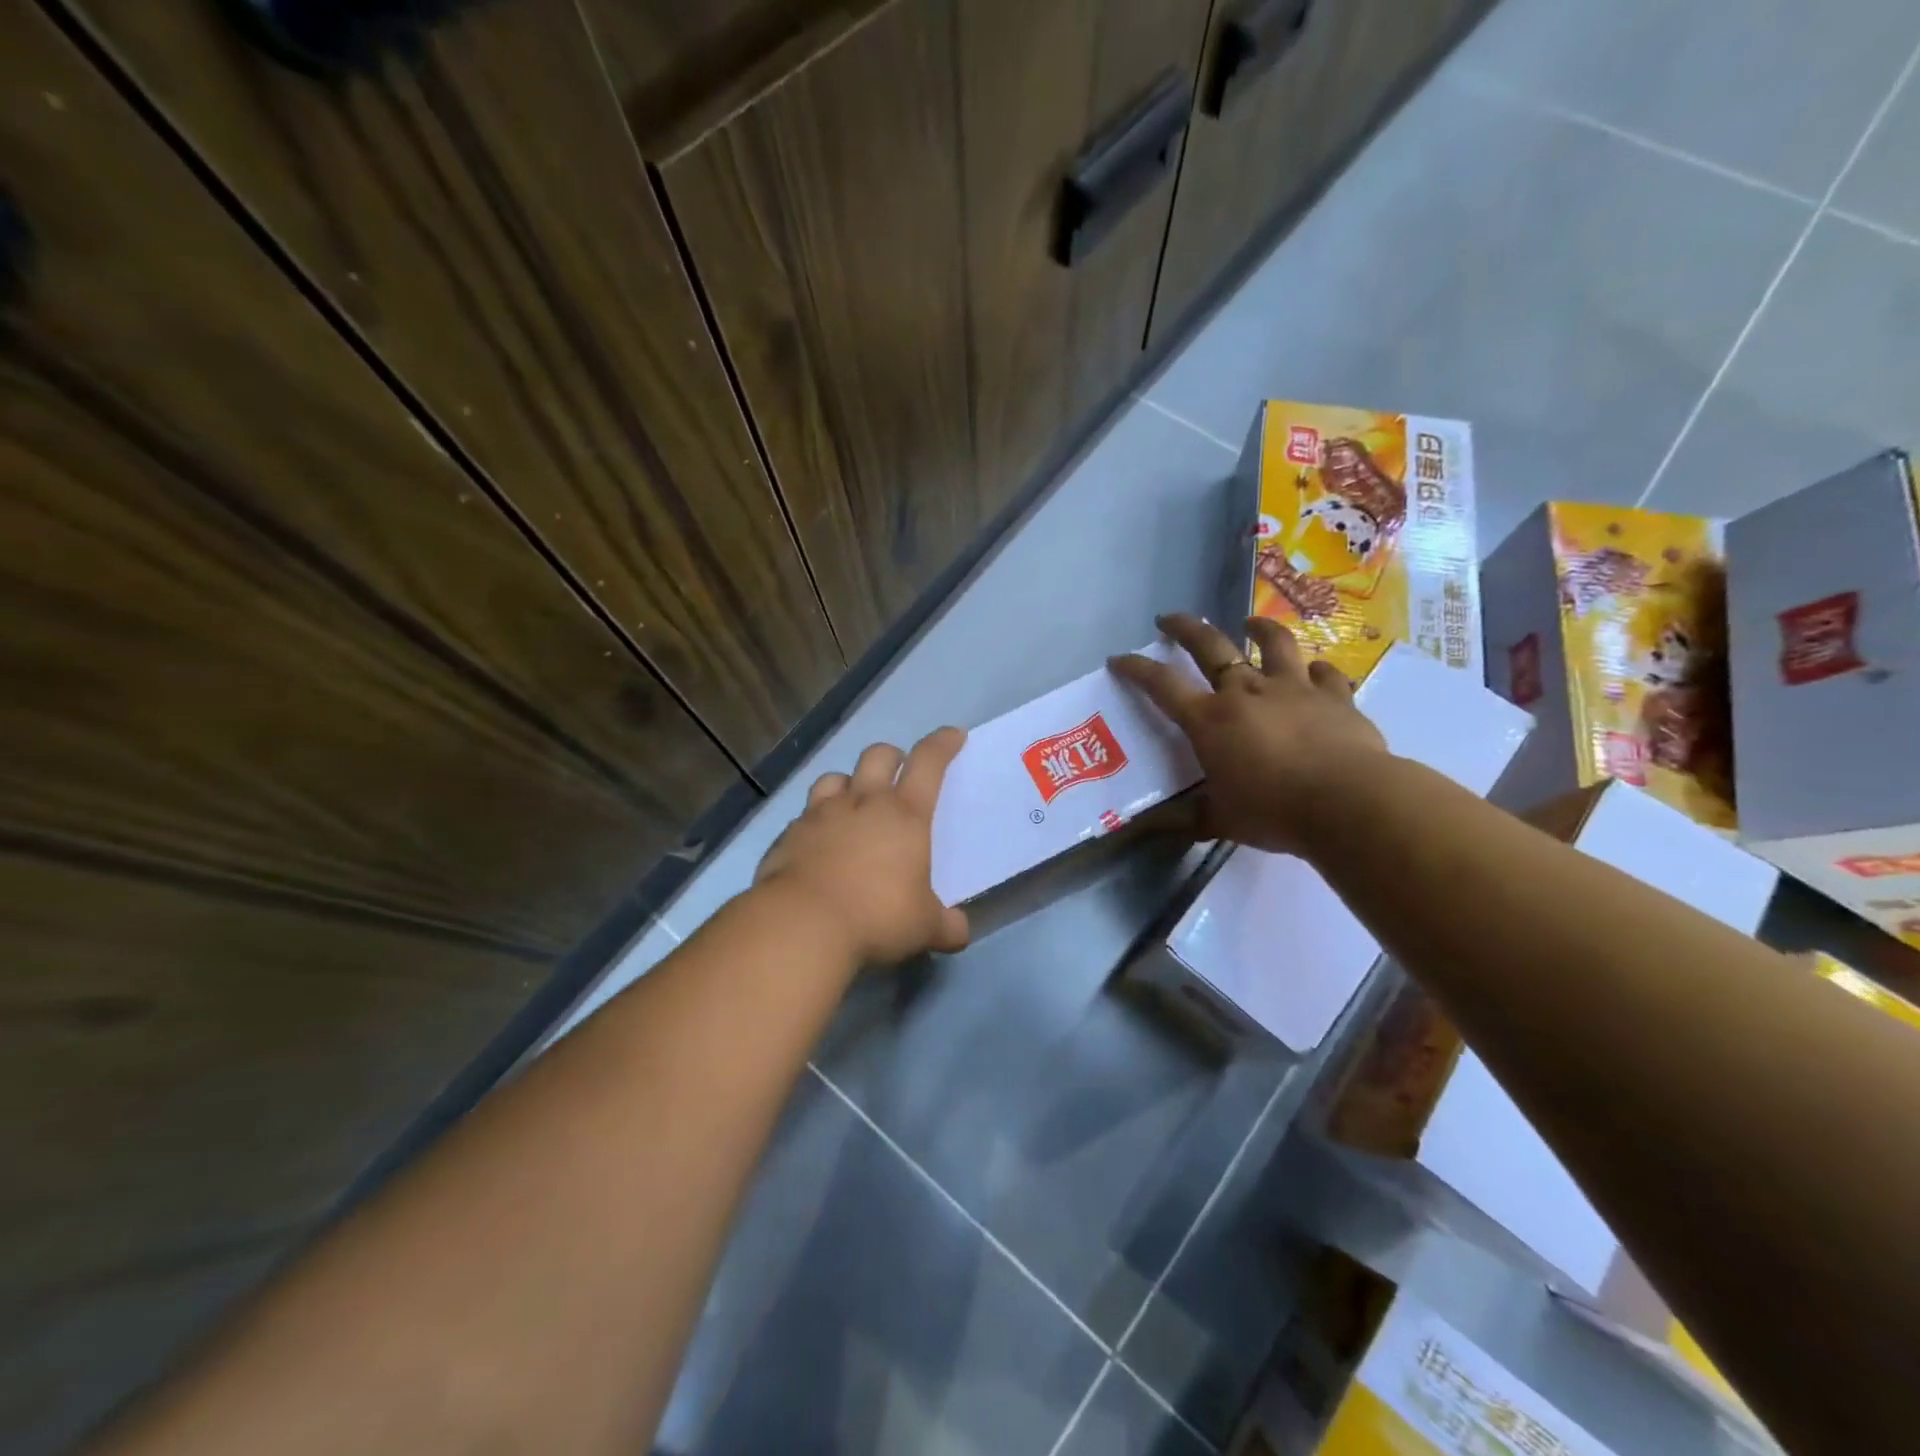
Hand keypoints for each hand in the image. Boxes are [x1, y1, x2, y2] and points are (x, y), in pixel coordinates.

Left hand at [754, 726, 970, 964]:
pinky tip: (818, 844)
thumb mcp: (923, 928)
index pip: (928, 762)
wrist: (801, 925)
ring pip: (835, 778)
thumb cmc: (877, 917)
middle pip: (877, 755)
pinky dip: (816, 822)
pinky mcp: (788, 834)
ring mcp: (820, 814)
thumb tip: (959, 933)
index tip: (953, 735)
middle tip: (898, 772)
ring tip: (852, 803)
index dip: (942, 744)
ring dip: (848, 784)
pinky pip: (805, 815)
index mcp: (904, 814)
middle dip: (892, 756)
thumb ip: (946, 926)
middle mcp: (863, 803)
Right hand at [1109, 613, 1389, 855]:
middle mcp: (1246, 692)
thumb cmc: (1274, 812)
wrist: (1350, 803)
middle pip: (1209, 646)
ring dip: (1259, 629)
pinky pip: (1325, 673)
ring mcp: (1293, 688)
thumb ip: (1184, 818)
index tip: (1119, 658)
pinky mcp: (1334, 696)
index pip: (1161, 685)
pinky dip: (1316, 670)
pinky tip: (1315, 672)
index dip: (1136, 669)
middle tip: (1169, 618)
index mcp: (1210, 720)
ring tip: (1250, 624)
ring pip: (1273, 643)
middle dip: (1184, 627)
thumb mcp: (1220, 820)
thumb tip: (1142, 827)